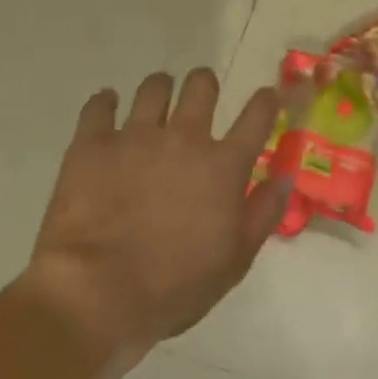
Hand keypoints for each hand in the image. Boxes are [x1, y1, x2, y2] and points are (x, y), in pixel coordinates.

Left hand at [20, 69, 288, 356]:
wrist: (95, 295)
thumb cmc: (174, 286)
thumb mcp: (236, 260)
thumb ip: (264, 212)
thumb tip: (285, 176)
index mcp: (224, 165)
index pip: (257, 116)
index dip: (266, 101)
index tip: (267, 97)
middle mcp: (184, 137)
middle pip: (201, 86)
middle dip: (205, 83)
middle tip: (200, 95)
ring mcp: (135, 136)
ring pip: (154, 88)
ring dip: (160, 88)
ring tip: (156, 98)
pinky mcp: (92, 144)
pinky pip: (99, 106)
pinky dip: (104, 102)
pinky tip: (106, 105)